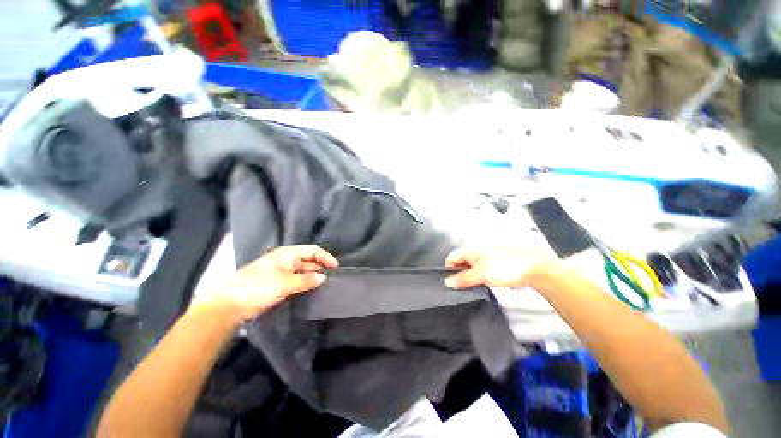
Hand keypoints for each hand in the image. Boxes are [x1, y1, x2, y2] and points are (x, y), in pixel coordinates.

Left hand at [193, 245, 338, 320]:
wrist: (229, 303)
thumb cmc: (259, 288)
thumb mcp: (286, 284)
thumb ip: (306, 280)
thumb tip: (323, 278)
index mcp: (288, 254)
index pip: (313, 250)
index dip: (325, 257)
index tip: (336, 267)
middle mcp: (285, 259)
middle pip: (308, 259)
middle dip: (320, 266)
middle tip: (331, 278)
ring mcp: (279, 270)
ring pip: (301, 269)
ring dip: (312, 275)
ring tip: (322, 284)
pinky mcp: (274, 280)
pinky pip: (294, 277)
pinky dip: (303, 281)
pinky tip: (308, 289)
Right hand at [444, 246, 559, 289]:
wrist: (535, 267)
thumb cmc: (505, 268)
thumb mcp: (481, 275)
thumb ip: (463, 279)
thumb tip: (447, 282)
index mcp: (470, 249)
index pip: (451, 257)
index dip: (450, 270)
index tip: (455, 283)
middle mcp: (476, 249)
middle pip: (461, 262)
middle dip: (461, 274)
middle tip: (467, 286)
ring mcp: (486, 255)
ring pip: (471, 266)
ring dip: (471, 276)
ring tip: (478, 286)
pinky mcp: (495, 261)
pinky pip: (482, 268)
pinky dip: (481, 275)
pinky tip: (487, 283)